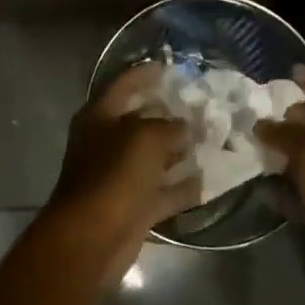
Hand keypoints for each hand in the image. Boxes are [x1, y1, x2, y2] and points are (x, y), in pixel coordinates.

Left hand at [44, 62, 200, 284]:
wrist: (92, 238)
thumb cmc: (114, 174)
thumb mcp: (146, 138)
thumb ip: (170, 127)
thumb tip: (185, 127)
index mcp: (100, 116)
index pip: (124, 84)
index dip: (145, 74)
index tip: (170, 66)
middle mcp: (107, 142)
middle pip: (141, 120)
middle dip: (170, 113)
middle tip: (202, 104)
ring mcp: (120, 176)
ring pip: (154, 157)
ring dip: (179, 150)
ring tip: (212, 138)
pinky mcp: (133, 207)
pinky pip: (163, 191)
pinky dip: (183, 186)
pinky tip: (210, 179)